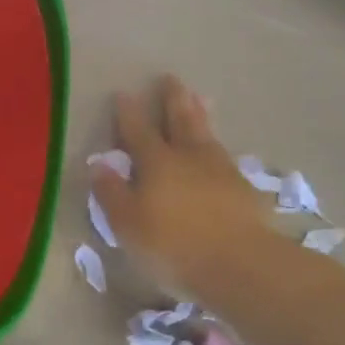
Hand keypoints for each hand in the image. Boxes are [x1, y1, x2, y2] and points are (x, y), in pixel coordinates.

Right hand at [89, 75, 267, 283]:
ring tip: (201, 99)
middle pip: (180, 120)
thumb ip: (111, 192)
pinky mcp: (246, 191)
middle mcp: (189, 157)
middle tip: (171, 78)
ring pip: (208, 135)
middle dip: (173, 99)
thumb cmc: (174, 245)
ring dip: (201, 115)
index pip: (138, 130)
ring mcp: (222, 171)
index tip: (124, 93)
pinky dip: (220, 148)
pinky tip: (221, 151)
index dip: (128, 113)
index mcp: (157, 161)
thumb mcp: (128, 223)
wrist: (242, 266)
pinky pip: (227, 159)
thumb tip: (99, 163)